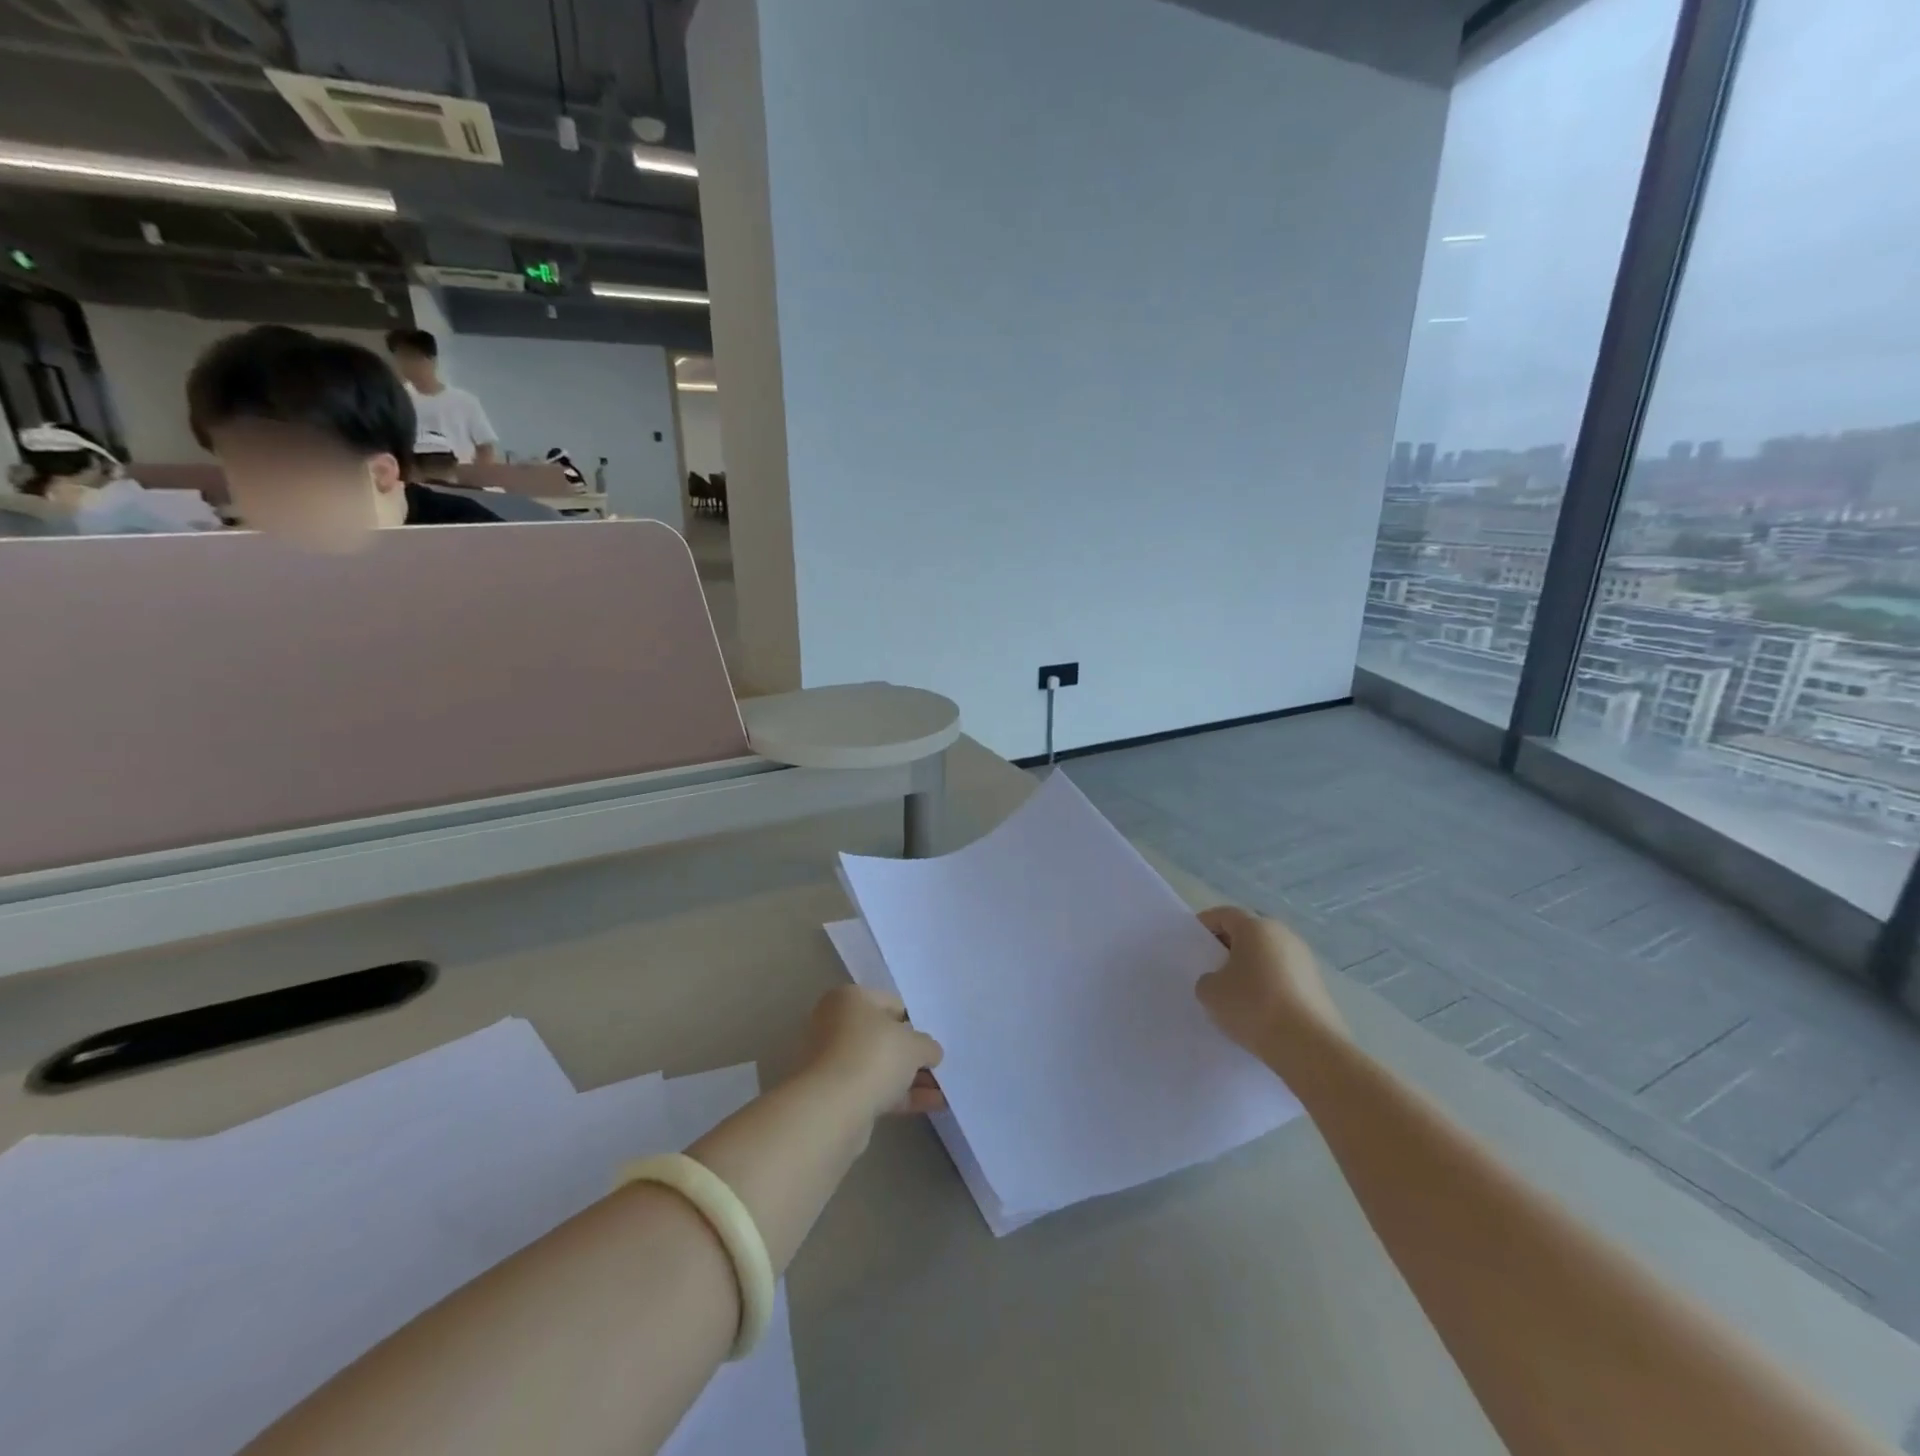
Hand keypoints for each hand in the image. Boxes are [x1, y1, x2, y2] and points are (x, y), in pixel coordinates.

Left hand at [799, 986, 945, 1118]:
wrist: (832, 1109)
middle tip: (939, 1065)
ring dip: (910, 1078)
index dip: (915, 1021)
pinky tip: (932, 1105)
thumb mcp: (913, 1044)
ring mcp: (832, 1061)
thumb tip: (930, 1052)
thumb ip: (926, 1045)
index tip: (933, 1039)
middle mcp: (835, 1024)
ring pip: (879, 1065)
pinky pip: (874, 1089)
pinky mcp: (835, 1094)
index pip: (891, 1003)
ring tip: (944, 1091)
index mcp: (849, 999)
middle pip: (883, 1037)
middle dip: (912, 1053)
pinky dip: (900, 1096)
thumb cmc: (873, 1056)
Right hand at [1195, 906, 1347, 1064]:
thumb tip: (1220, 981)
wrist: (1310, 1047)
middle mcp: (1284, 935)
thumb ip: (1207, 979)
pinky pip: (1283, 976)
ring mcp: (1305, 960)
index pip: (1224, 914)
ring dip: (1250, 967)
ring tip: (1234, 993)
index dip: (1205, 925)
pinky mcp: (1317, 985)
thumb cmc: (1254, 1007)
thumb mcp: (1210, 992)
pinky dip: (1268, 985)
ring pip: (1267, 955)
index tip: (1193, 943)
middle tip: (1211, 968)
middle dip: (1228, 946)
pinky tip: (1258, 1009)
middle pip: (1249, 932)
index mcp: (1256, 927)